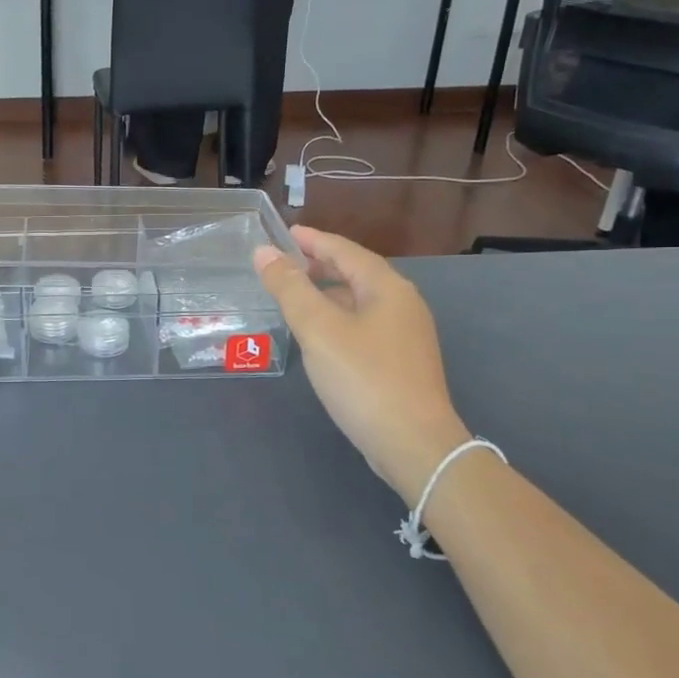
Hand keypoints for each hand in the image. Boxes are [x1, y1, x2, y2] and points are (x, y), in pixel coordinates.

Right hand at [254, 227, 469, 504]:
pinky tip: (320, 333)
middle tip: (285, 263)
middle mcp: (403, 304)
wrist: (414, 444)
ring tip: (296, 294)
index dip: (313, 240)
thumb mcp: (318, 329)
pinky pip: (364, 322)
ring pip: (360, 299)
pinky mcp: (402, 361)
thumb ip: (290, 288)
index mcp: (387, 288)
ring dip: (328, 291)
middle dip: (321, 264)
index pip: (345, 250)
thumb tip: (264, 253)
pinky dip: (338, 314)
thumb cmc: (363, 378)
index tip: (285, 233)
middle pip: (357, 272)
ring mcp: (406, 334)